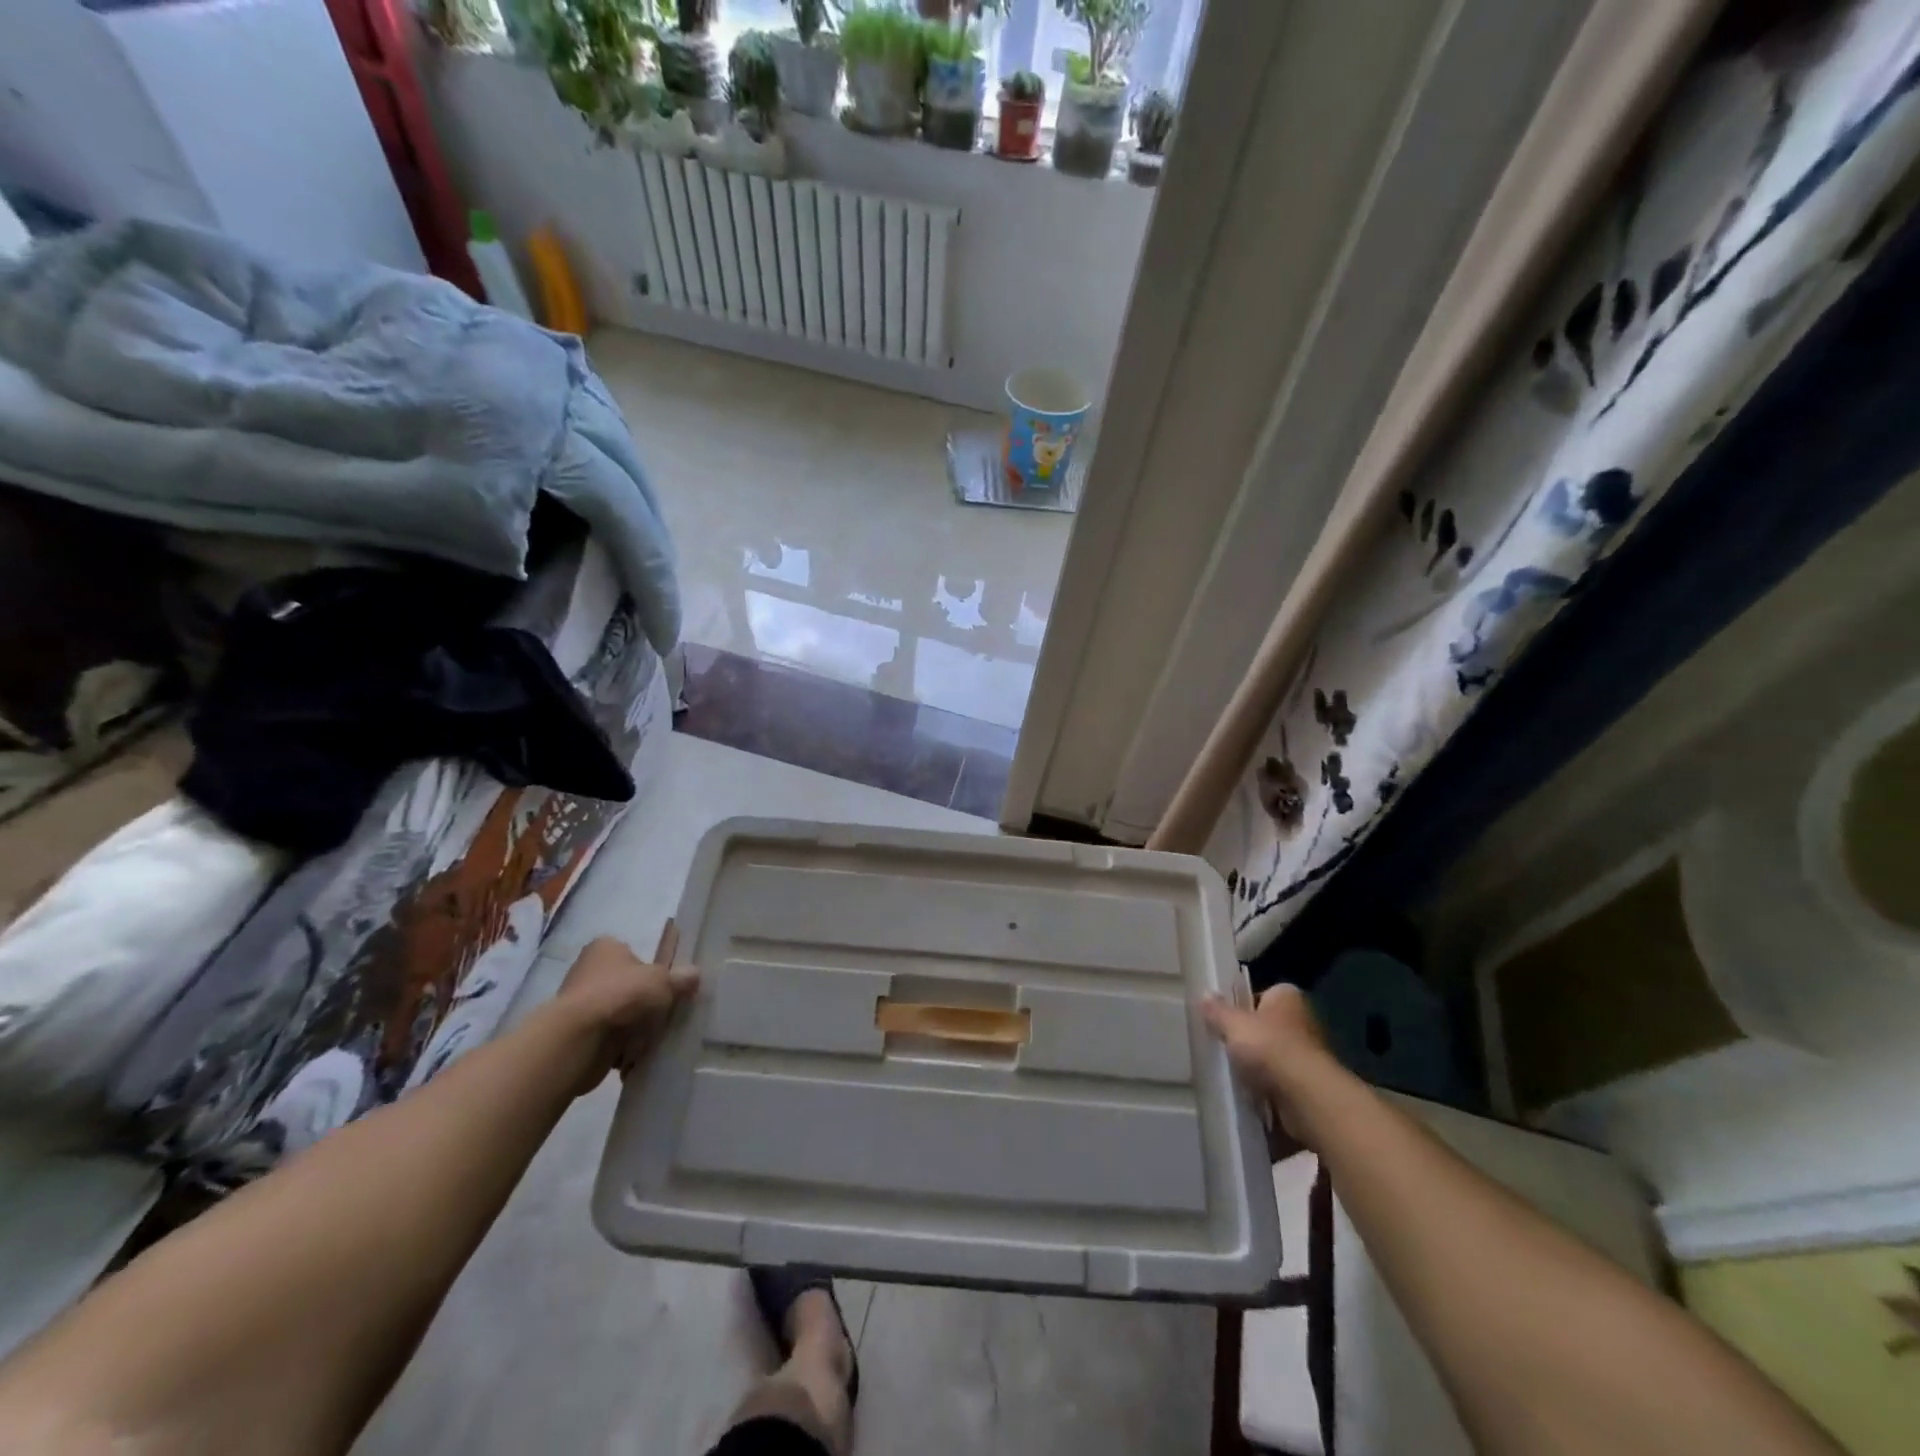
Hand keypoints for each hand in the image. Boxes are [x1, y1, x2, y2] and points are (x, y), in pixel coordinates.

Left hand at [551, 921, 698, 1094]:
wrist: (580, 1041)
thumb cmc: (623, 996)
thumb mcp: (663, 981)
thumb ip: (681, 978)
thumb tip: (694, 974)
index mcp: (606, 948)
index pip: (634, 954)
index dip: (654, 970)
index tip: (669, 986)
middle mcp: (588, 972)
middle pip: (628, 987)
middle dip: (646, 1003)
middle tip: (667, 1013)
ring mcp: (580, 1005)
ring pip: (620, 1015)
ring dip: (635, 1028)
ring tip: (655, 1037)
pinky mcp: (577, 1036)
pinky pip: (609, 1040)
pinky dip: (622, 1048)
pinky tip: (638, 1055)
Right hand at [1201, 983, 1337, 1149]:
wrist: (1306, 1097)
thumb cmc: (1269, 1047)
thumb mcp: (1233, 1024)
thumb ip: (1218, 1011)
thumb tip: (1205, 994)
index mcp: (1286, 996)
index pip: (1261, 994)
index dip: (1242, 1005)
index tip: (1223, 1019)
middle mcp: (1303, 1019)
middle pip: (1267, 1025)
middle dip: (1248, 1036)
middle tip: (1222, 1044)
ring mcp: (1309, 1053)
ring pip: (1273, 1054)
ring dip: (1257, 1064)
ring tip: (1230, 1070)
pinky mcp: (1309, 1083)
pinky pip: (1280, 1080)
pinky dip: (1266, 1085)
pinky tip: (1247, 1091)